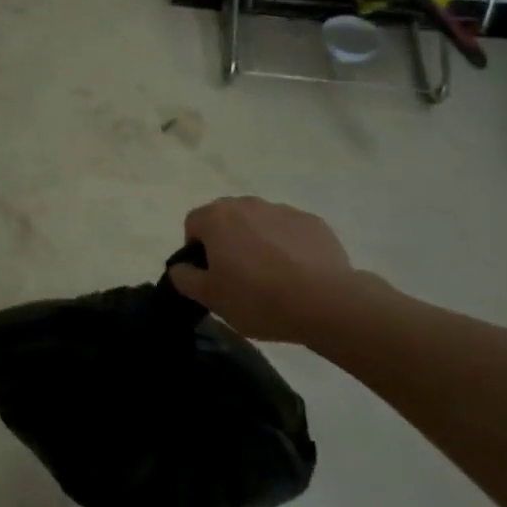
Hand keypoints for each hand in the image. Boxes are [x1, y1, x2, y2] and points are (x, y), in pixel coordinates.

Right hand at [170, 195, 382, 342]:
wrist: (326, 302)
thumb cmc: (258, 298)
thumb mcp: (211, 298)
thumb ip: (185, 278)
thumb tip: (180, 267)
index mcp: (216, 217)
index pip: (193, 224)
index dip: (196, 250)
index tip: (211, 276)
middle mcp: (247, 204)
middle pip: (227, 219)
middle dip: (228, 242)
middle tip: (239, 277)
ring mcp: (282, 210)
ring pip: (259, 223)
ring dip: (258, 242)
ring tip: (273, 278)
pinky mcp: (313, 222)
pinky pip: (290, 231)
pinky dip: (289, 247)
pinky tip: (299, 275)